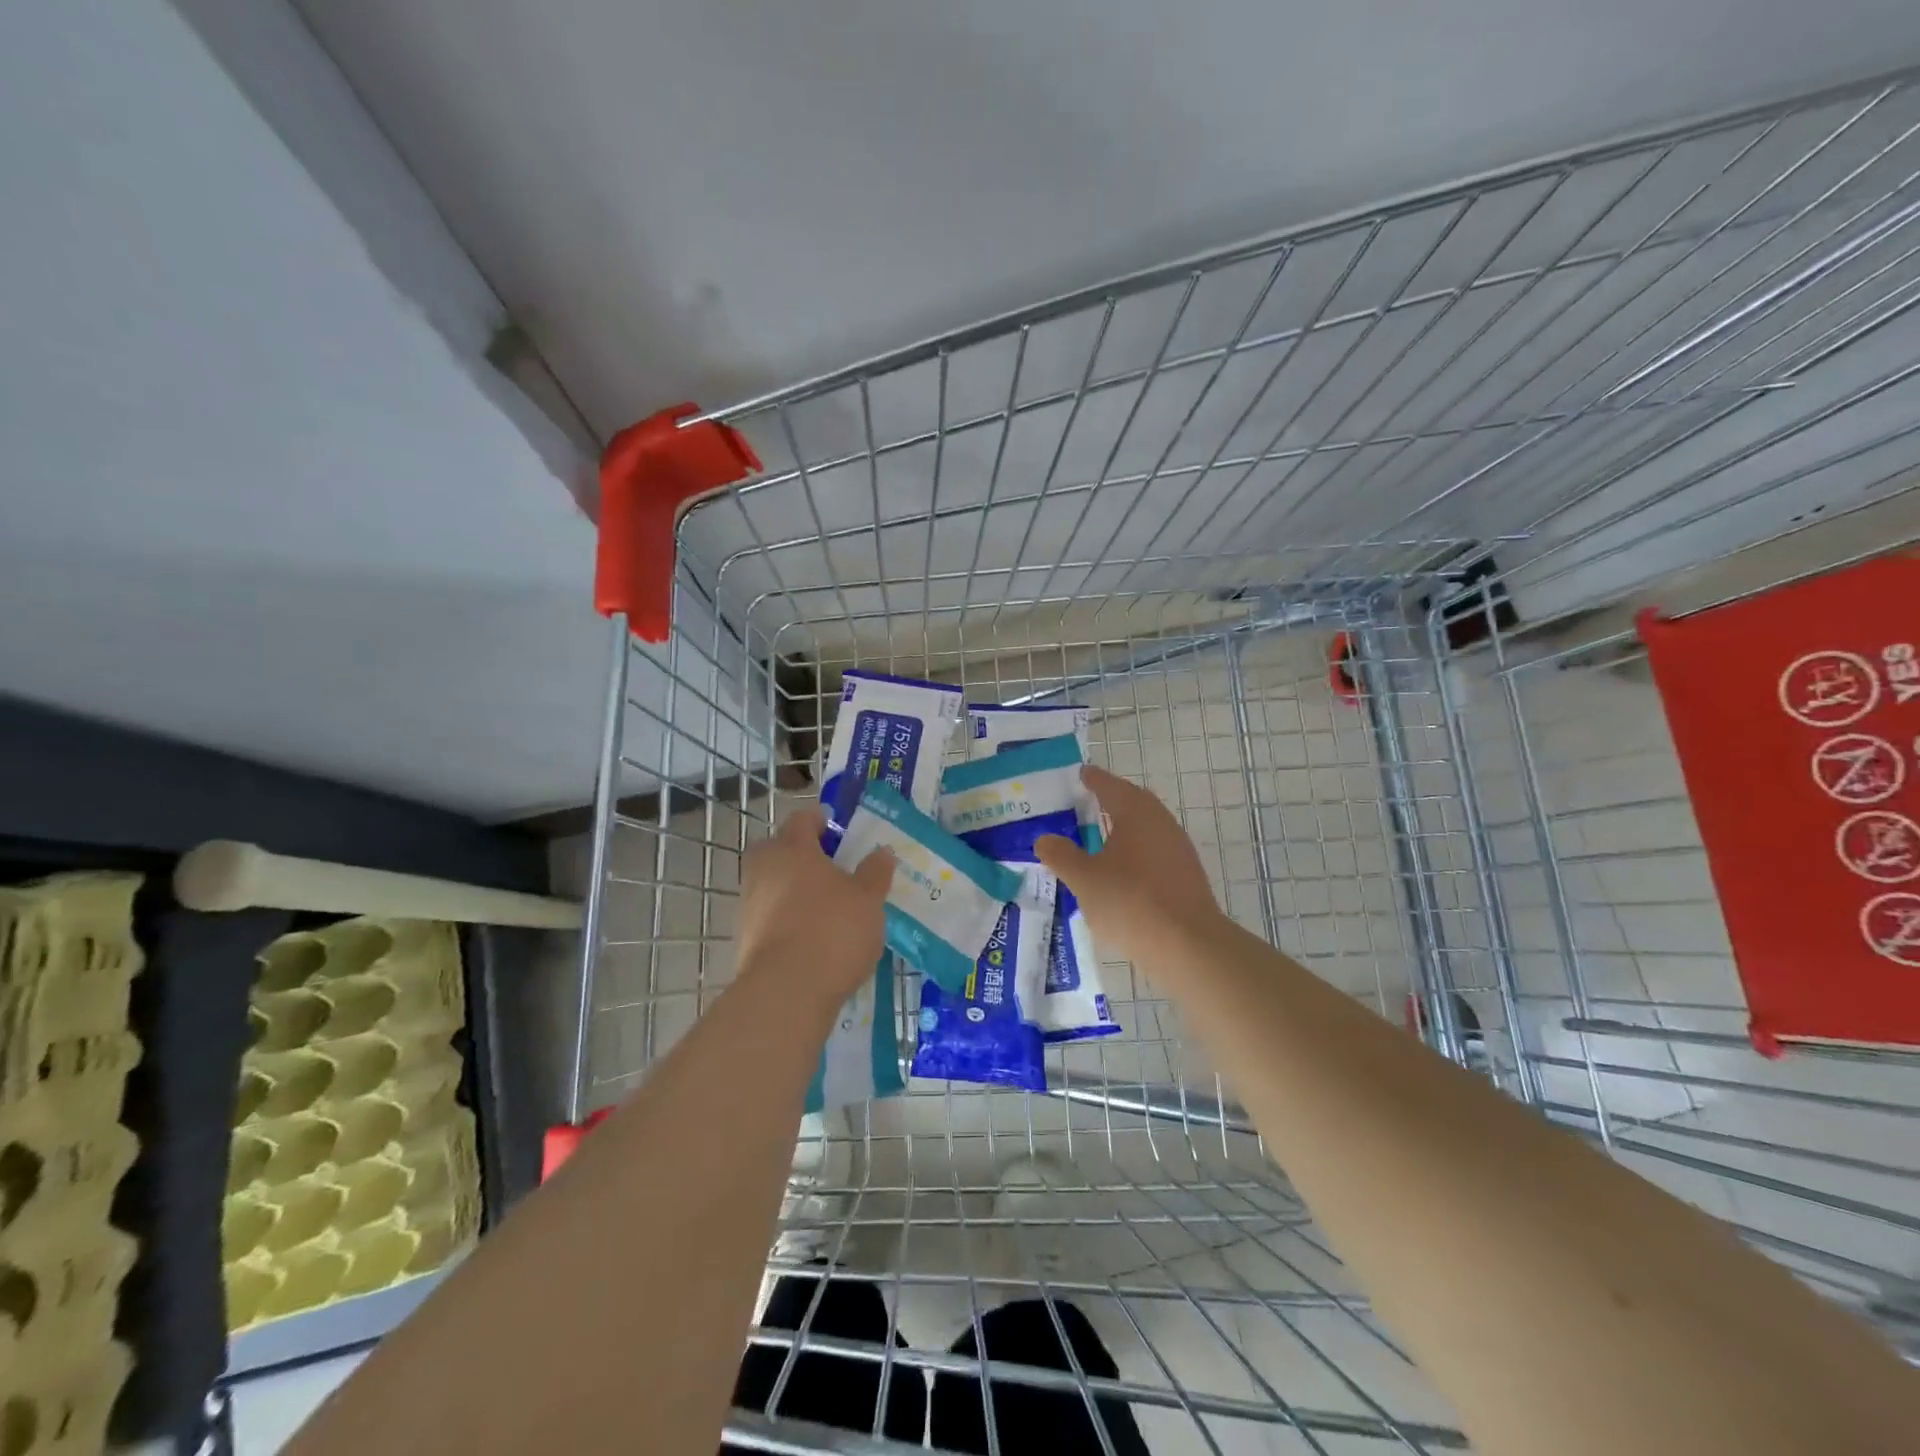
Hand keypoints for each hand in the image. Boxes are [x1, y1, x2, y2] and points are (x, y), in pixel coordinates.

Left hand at [737, 805, 893, 1004]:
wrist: (787, 991)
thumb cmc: (833, 930)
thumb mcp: (868, 899)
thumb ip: (874, 873)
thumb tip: (881, 851)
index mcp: (793, 850)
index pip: (801, 820)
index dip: (817, 819)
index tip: (833, 825)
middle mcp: (765, 870)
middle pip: (777, 849)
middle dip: (797, 852)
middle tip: (826, 864)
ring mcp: (750, 905)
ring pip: (770, 883)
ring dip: (791, 887)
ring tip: (823, 903)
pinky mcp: (745, 939)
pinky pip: (768, 915)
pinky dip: (785, 917)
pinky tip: (809, 934)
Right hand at [1035, 765, 1221, 963]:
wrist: (1188, 945)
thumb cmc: (1130, 901)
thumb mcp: (1084, 879)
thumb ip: (1061, 856)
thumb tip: (1045, 839)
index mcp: (1136, 813)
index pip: (1110, 786)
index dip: (1093, 779)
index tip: (1081, 774)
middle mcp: (1161, 823)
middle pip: (1133, 803)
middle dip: (1111, 801)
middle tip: (1087, 803)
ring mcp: (1178, 850)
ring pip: (1146, 829)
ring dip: (1124, 829)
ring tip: (1099, 839)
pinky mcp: (1186, 876)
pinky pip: (1155, 853)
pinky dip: (1135, 853)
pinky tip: (1121, 872)